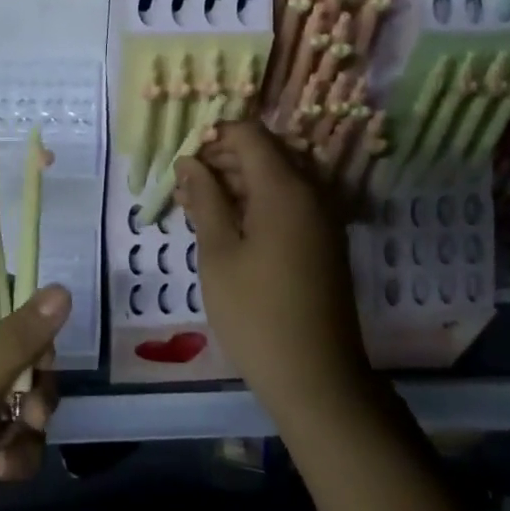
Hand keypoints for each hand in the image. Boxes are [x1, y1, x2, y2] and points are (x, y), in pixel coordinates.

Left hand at [0, 286, 68, 510]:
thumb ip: (14, 341)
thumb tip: (61, 289)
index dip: (14, 307)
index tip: (39, 334)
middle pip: (9, 343)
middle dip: (31, 372)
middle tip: (34, 397)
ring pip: (18, 387)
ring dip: (30, 413)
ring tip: (23, 437)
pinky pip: (13, 429)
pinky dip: (17, 448)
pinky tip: (4, 472)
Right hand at [174, 121, 373, 426]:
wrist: (315, 376)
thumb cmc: (255, 312)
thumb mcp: (218, 253)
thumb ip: (205, 198)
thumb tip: (190, 161)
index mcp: (285, 187)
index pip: (250, 134)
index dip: (214, 137)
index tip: (184, 162)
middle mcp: (311, 191)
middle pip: (266, 153)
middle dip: (223, 161)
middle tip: (186, 189)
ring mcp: (323, 217)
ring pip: (277, 178)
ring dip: (238, 183)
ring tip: (198, 209)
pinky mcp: (325, 240)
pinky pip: (290, 203)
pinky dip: (259, 204)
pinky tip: (229, 228)